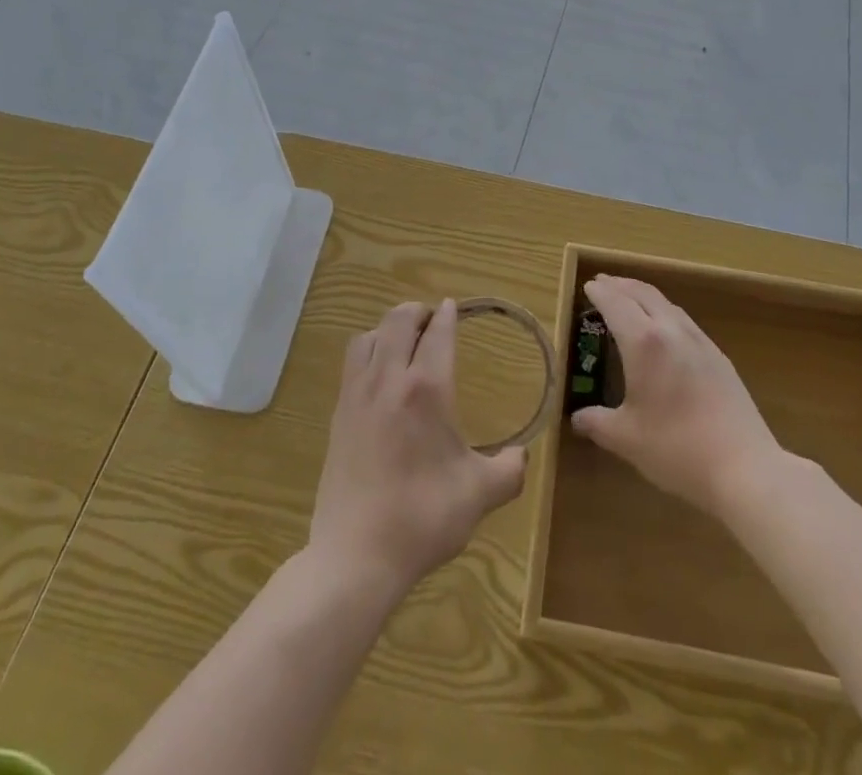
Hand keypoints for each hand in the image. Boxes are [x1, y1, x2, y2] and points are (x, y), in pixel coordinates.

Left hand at [308, 300, 526, 598]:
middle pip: (399, 320)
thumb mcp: (479, 495)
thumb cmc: (423, 518)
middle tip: (433, 320)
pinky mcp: (339, 413)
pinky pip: (352, 362)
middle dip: (418, 311)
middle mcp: (389, 379)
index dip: (448, 315)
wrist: (356, 555)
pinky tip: (378, 374)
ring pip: (369, 336)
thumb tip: (522, 456)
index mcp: (426, 389)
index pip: (438, 334)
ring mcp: (357, 394)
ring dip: (389, 328)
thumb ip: (509, 470)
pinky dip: (368, 350)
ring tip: (404, 341)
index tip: (453, 306)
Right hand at [570, 275, 786, 520]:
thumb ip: (597, 424)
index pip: (616, 304)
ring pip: (667, 303)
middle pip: (643, 294)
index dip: (600, 293)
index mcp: (644, 342)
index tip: (587, 286)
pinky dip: (665, 311)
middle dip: (621, 285)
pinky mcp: (718, 357)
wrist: (745, 467)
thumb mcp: (626, 439)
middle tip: (603, 283)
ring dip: (644, 294)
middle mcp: (671, 331)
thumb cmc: (677, 449)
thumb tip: (577, 419)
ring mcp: (699, 341)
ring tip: (630, 298)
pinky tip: (665, 328)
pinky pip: (684, 320)